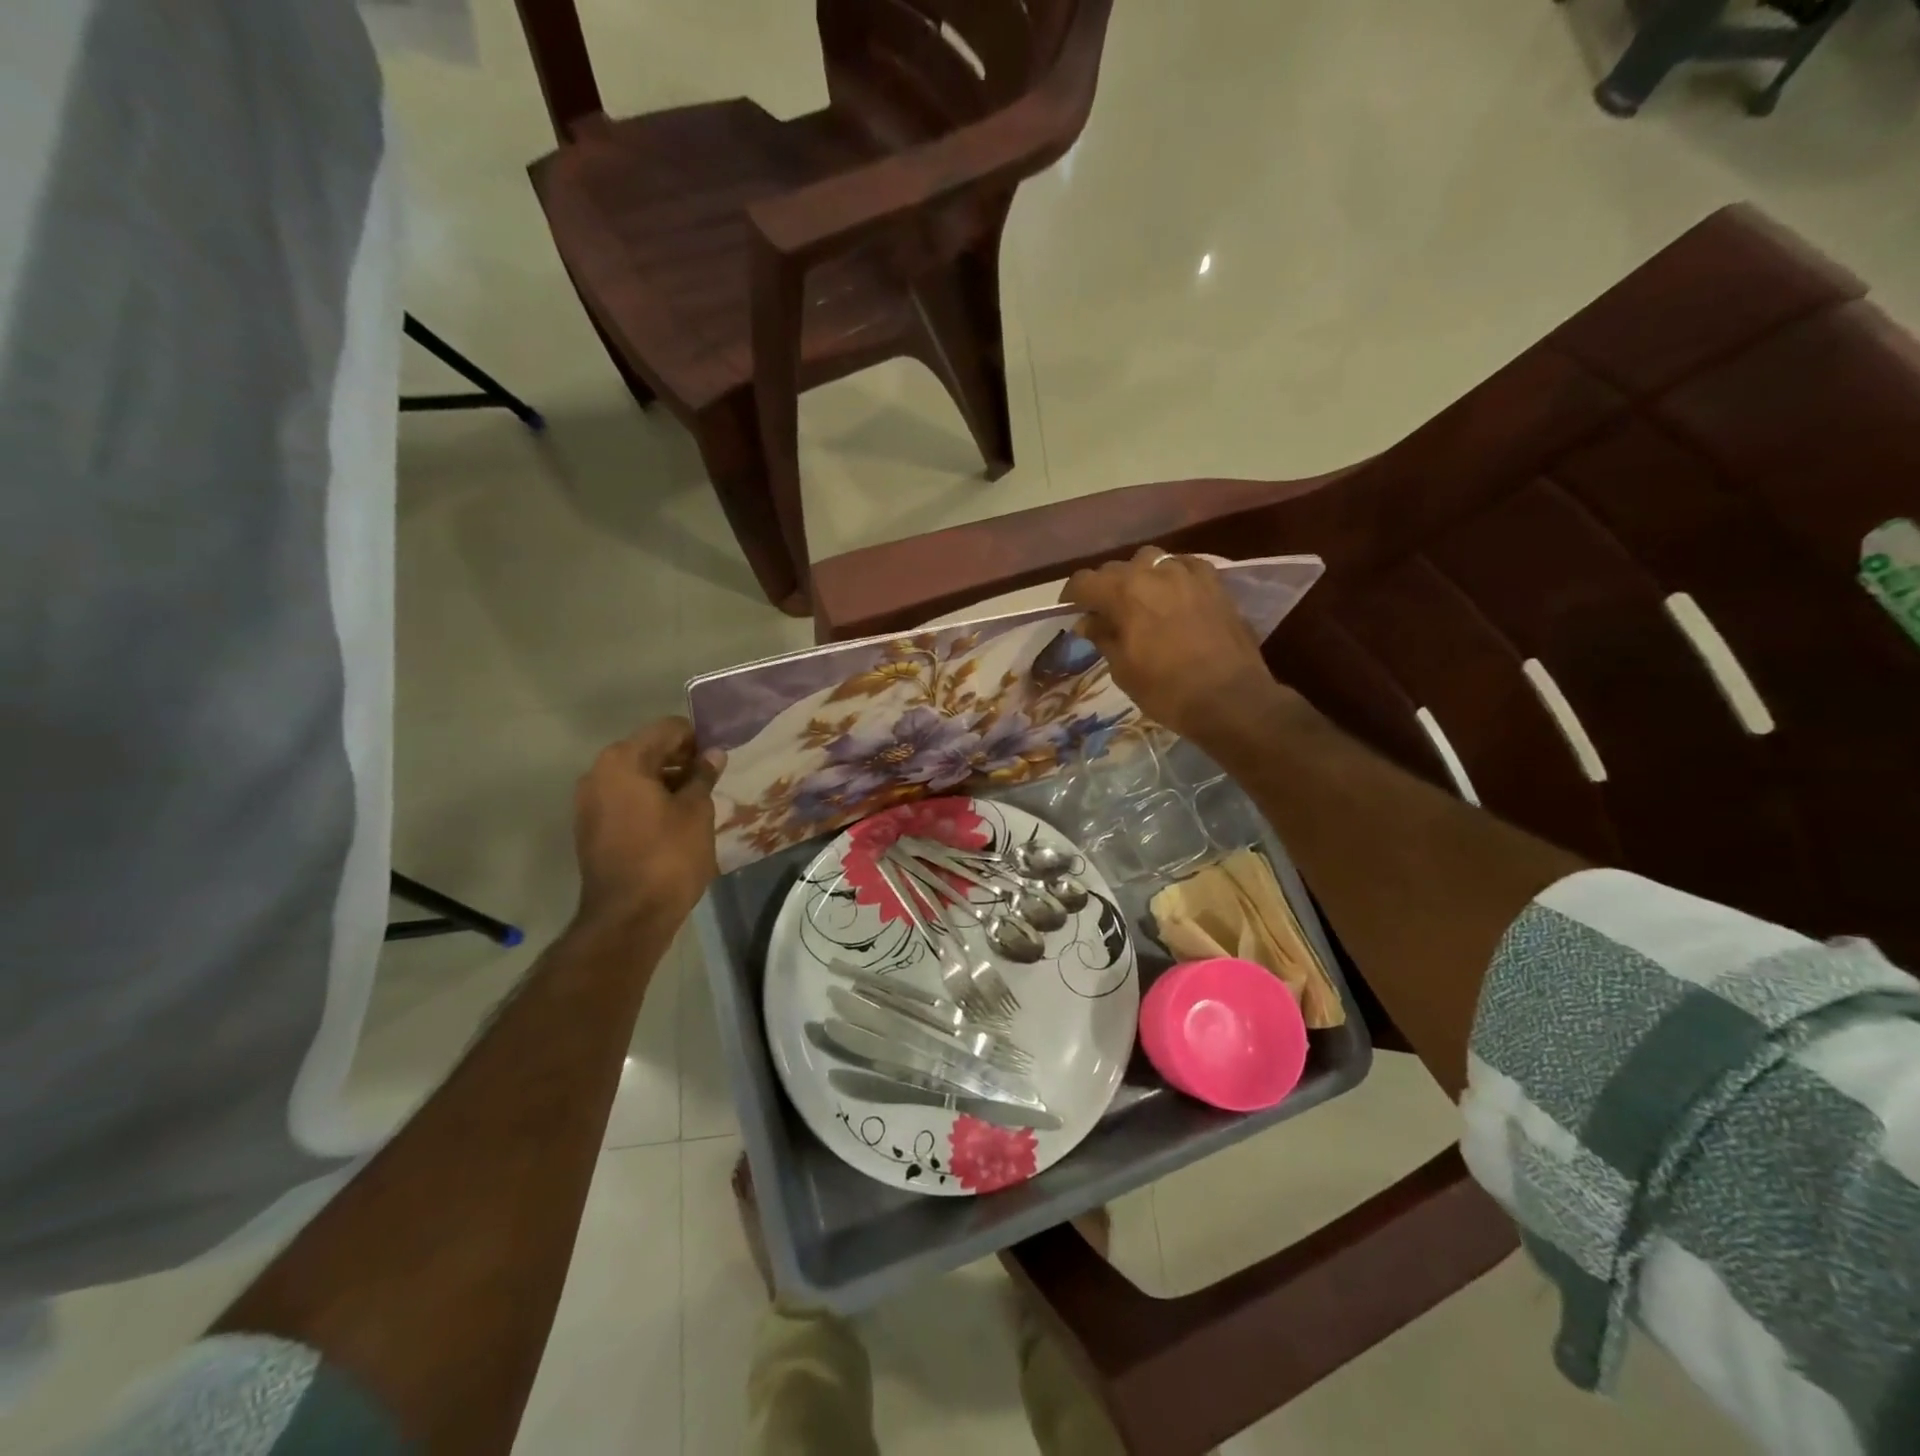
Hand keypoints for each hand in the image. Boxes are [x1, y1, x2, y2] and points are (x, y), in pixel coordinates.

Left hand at [572, 717, 723, 934]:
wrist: (629, 916)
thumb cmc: (668, 856)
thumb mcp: (696, 811)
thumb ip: (703, 776)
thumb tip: (712, 754)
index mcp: (623, 761)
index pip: (667, 729)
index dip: (696, 738)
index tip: (719, 757)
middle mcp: (598, 773)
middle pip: (648, 750)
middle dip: (681, 760)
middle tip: (713, 778)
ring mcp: (589, 802)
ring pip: (635, 777)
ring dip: (666, 782)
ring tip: (698, 800)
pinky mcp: (590, 828)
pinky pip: (625, 800)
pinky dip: (649, 801)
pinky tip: (675, 820)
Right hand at [1063, 546, 1292, 745]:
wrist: (1229, 698)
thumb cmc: (1166, 690)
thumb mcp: (1123, 669)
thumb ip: (1103, 637)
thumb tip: (1088, 621)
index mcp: (1123, 593)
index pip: (1084, 581)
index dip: (1072, 596)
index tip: (1070, 611)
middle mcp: (1153, 572)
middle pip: (1116, 568)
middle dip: (1105, 588)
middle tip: (1104, 613)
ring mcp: (1187, 573)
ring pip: (1151, 560)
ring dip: (1139, 577)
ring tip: (1141, 600)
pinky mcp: (1215, 582)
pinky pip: (1185, 567)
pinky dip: (1172, 577)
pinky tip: (1174, 596)